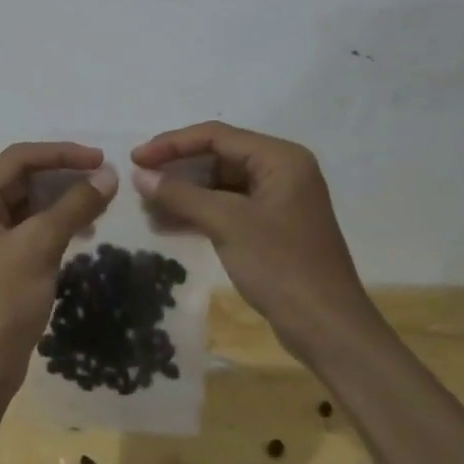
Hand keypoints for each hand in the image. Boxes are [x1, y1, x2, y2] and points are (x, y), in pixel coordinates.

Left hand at [0, 142, 117, 396]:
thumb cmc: (1, 302)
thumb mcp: (39, 247)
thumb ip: (74, 205)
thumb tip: (110, 175)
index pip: (19, 158)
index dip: (62, 154)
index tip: (102, 159)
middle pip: (24, 176)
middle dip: (65, 175)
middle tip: (107, 178)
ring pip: (32, 200)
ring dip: (65, 198)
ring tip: (102, 201)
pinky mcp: (1, 254)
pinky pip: (33, 224)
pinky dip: (59, 220)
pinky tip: (86, 226)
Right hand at [130, 122, 376, 361]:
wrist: (327, 328)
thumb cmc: (280, 265)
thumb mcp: (226, 224)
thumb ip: (181, 194)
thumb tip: (140, 175)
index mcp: (280, 158)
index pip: (216, 136)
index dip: (172, 144)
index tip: (136, 159)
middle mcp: (281, 170)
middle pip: (217, 156)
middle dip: (177, 170)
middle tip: (139, 182)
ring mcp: (277, 200)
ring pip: (219, 184)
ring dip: (184, 194)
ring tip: (147, 206)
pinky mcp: (271, 226)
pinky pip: (227, 207)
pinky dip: (199, 213)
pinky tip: (167, 224)